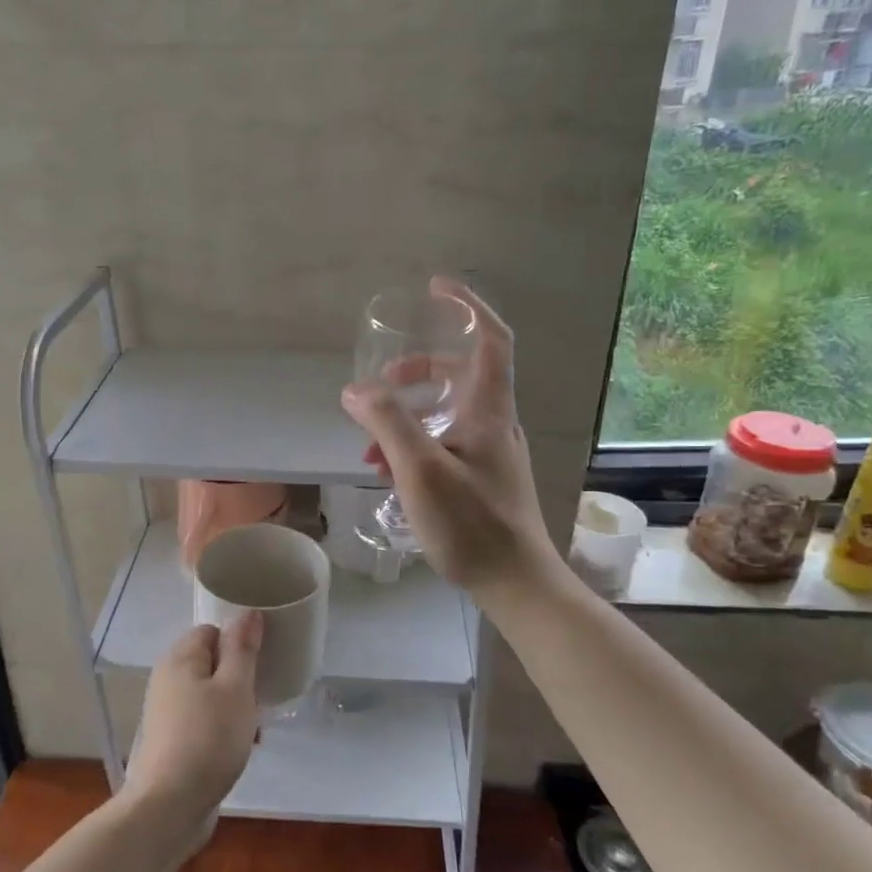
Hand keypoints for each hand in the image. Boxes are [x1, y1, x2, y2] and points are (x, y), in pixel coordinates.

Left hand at [121, 615, 261, 841]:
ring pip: (209, 695)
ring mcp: (166, 712)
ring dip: (234, 707)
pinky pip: (203, 722)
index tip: (261, 661)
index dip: (238, 642)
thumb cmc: (208, 739)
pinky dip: (222, 729)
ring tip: (254, 727)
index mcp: (180, 658)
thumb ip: (242, 648)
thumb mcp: (235, 688)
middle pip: (211, 663)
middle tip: (260, 696)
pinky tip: (239, 749)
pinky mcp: (171, 741)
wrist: (169, 807)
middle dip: (239, 677)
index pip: (212, 631)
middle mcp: (167, 679)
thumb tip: (247, 611)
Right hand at [341, 277, 556, 593]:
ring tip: (373, 448)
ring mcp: (492, 452)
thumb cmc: (471, 522)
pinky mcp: (485, 478)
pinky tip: (392, 474)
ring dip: (410, 418)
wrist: (515, 581)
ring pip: (449, 414)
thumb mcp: (420, 469)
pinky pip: (448, 444)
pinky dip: (418, 446)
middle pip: (462, 375)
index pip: (491, 339)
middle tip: (384, 382)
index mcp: (488, 409)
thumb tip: (356, 389)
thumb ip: (387, 423)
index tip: (436, 289)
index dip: (467, 307)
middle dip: (418, 372)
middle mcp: (495, 423)